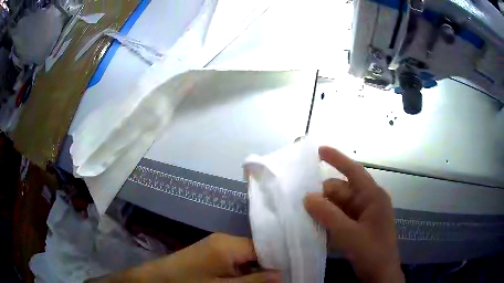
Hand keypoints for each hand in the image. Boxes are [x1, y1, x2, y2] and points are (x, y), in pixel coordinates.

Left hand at [92, 233, 279, 282]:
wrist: (155, 281)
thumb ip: (254, 282)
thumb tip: (282, 274)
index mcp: (229, 243)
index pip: (266, 247)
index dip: (279, 260)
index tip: (291, 273)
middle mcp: (225, 240)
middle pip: (257, 252)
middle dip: (268, 268)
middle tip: (280, 281)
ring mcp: (217, 247)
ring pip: (247, 258)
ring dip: (256, 272)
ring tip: (265, 282)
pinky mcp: (211, 255)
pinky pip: (235, 262)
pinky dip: (244, 272)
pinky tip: (247, 282)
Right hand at [304, 146, 402, 282]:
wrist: (380, 275)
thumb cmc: (371, 252)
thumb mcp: (349, 234)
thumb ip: (328, 215)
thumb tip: (307, 196)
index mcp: (373, 196)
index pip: (354, 171)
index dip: (337, 159)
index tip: (318, 150)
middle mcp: (369, 201)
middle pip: (342, 191)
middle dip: (324, 196)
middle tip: (303, 205)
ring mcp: (364, 215)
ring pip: (339, 205)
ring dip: (324, 210)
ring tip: (306, 216)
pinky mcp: (359, 226)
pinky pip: (340, 217)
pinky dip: (329, 220)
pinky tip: (317, 227)